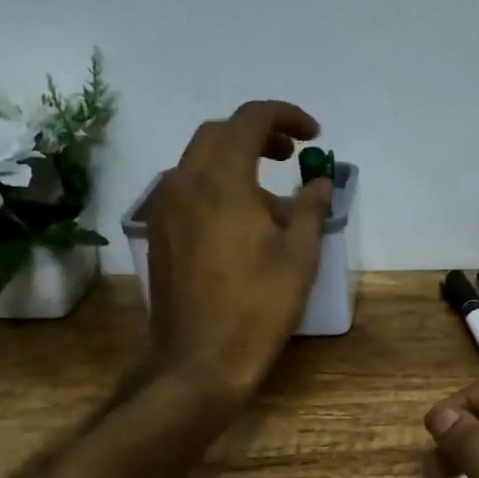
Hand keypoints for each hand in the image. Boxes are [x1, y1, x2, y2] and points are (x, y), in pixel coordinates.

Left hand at [146, 100, 331, 414]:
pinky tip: (241, 221)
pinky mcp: (159, 233)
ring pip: (199, 161)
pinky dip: (216, 185)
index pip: (250, 120)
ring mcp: (165, 209)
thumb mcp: (299, 255)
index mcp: (221, 180)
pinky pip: (187, 189)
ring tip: (271, 195)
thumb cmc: (257, 306)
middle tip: (291, 155)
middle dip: (258, 134)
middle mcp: (184, 183)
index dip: (286, 116)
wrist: (200, 361)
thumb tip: (319, 182)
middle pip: (218, 134)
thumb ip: (310, 207)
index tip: (313, 136)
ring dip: (235, 160)